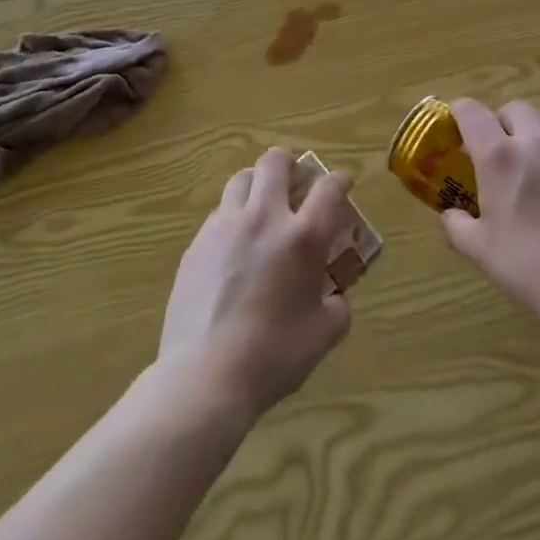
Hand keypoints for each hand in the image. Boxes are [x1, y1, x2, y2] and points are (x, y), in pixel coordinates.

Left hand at [159, 148, 353, 420]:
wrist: (205, 377)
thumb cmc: (273, 357)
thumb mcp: (323, 335)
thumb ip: (336, 307)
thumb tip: (333, 297)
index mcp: (303, 237)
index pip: (329, 188)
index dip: (340, 180)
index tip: (343, 184)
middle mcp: (265, 218)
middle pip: (275, 162)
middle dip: (290, 165)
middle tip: (296, 185)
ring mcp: (225, 227)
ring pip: (242, 179)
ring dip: (257, 184)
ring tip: (262, 206)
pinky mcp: (196, 245)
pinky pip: (219, 213)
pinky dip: (233, 217)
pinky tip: (234, 246)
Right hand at [440, 99, 539, 316]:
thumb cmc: (529, 264)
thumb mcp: (479, 249)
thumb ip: (457, 224)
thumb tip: (450, 213)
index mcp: (499, 156)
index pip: (471, 111)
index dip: (458, 113)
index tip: (455, 129)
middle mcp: (533, 140)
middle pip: (512, 108)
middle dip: (499, 121)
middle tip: (496, 150)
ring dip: (530, 129)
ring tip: (529, 157)